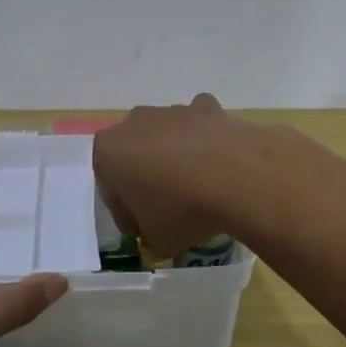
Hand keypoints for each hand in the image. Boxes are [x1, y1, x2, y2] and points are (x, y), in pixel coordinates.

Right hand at [93, 93, 256, 255]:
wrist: (236, 177)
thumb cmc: (181, 209)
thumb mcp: (157, 239)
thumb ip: (150, 234)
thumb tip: (159, 234)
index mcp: (108, 152)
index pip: (110, 191)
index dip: (126, 216)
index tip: (142, 232)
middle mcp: (134, 123)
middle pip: (135, 157)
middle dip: (146, 180)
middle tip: (165, 210)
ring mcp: (172, 111)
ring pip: (165, 137)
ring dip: (174, 159)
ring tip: (197, 190)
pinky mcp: (207, 107)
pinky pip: (198, 124)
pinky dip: (204, 138)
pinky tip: (217, 161)